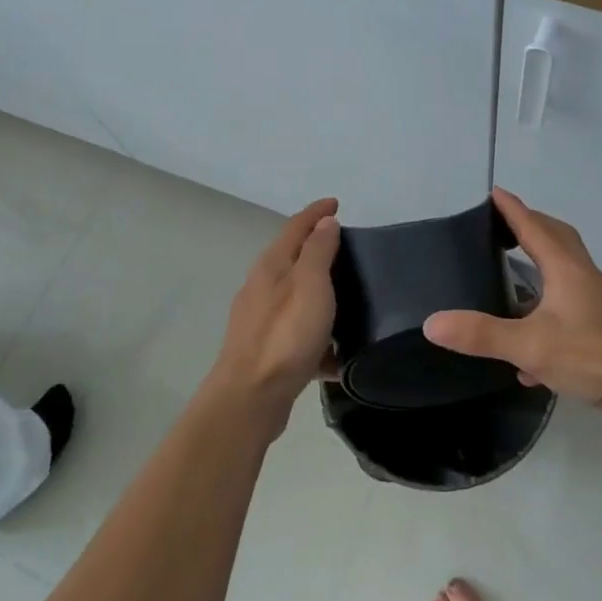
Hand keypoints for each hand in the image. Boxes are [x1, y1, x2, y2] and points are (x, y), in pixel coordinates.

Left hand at [211, 198, 340, 428]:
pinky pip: (299, 335)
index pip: (296, 227)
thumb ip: (318, 251)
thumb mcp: (311, 284)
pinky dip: (318, 336)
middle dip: (318, 250)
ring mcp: (262, 321)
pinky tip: (339, 354)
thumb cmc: (285, 335)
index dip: (317, 212)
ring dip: (319, 293)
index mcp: (272, 266)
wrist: (251, 397)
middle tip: (348, 248)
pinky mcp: (268, 352)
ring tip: (350, 299)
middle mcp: (262, 288)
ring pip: (297, 298)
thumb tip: (325, 222)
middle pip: (293, 259)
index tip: (337, 202)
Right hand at [424, 189, 601, 415]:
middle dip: (531, 226)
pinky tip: (532, 344)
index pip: (533, 227)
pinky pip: (571, 304)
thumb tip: (431, 323)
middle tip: (503, 225)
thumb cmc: (593, 354)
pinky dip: (549, 307)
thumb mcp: (530, 346)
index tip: (494, 191)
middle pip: (557, 238)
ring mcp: (599, 301)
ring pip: (567, 270)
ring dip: (542, 262)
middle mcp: (584, 276)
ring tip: (516, 271)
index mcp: (566, 269)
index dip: (512, 209)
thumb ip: (481, 335)